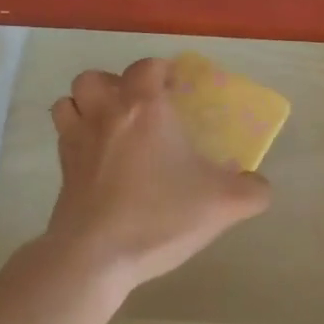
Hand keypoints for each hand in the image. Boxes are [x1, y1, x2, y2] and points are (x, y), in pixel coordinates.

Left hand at [41, 57, 270, 294]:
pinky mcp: (62, 169)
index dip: (162, 70)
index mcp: (145, 108)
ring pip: (70, 100)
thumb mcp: (222, 205)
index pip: (147, 67)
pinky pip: (62, 135)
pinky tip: (96, 157)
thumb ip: (252, 191)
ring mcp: (77, 140)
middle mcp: (106, 113)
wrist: (96, 256)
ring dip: (86, 104)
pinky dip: (74, 134)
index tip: (177, 87)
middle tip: (138, 107)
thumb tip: (261, 186)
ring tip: (109, 124)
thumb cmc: (160, 216)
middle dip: (115, 84)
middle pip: (97, 78)